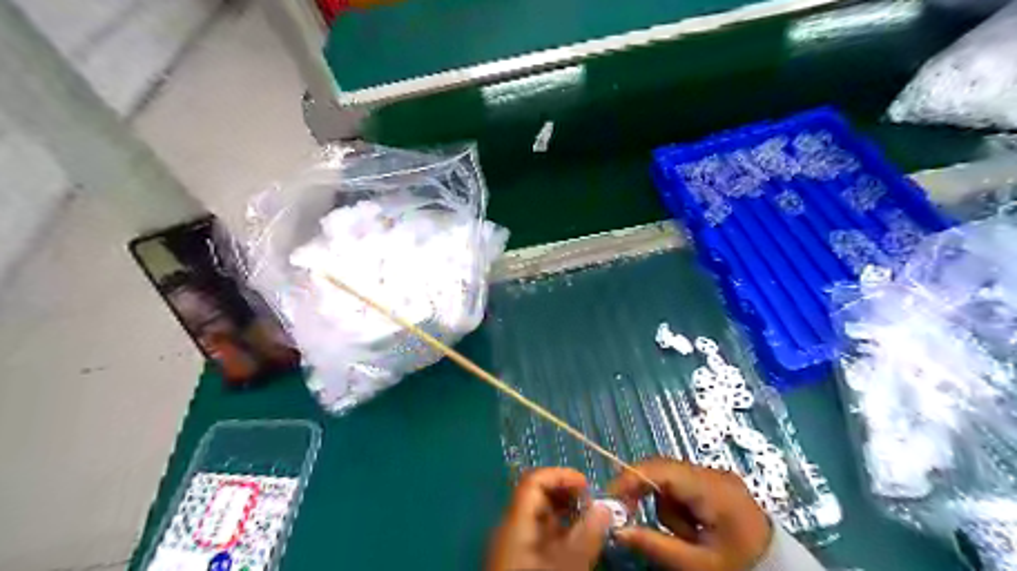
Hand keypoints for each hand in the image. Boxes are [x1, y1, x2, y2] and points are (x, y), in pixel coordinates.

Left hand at [485, 469, 611, 570]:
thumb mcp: (563, 568)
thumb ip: (585, 537)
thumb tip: (604, 507)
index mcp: (515, 523)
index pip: (534, 481)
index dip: (560, 476)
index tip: (588, 487)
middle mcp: (513, 528)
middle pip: (537, 496)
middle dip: (568, 495)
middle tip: (595, 508)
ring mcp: (516, 547)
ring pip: (542, 518)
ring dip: (568, 515)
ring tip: (593, 525)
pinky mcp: (522, 562)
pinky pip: (542, 537)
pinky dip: (563, 534)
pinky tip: (581, 545)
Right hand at [611, 458, 770, 569]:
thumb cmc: (739, 568)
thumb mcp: (695, 565)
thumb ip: (654, 544)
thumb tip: (618, 529)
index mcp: (712, 489)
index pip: (661, 469)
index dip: (631, 478)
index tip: (611, 498)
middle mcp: (714, 473)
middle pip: (664, 470)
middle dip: (649, 495)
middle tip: (636, 519)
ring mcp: (718, 476)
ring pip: (672, 478)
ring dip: (667, 505)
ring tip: (686, 536)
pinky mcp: (718, 483)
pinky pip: (684, 485)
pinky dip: (679, 505)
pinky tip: (693, 528)